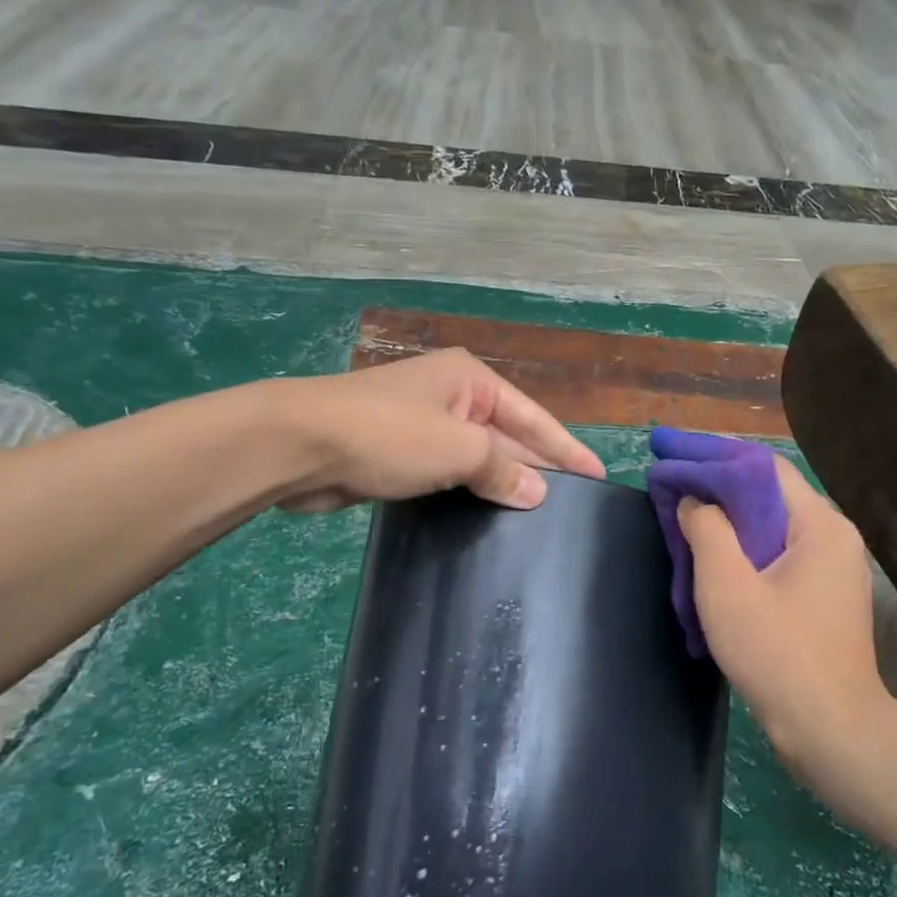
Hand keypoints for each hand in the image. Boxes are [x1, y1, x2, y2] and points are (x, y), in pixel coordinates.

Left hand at [269, 349, 605, 512]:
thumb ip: (502, 469)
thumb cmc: (387, 435)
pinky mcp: (398, 453)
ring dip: (501, 482)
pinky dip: (468, 491)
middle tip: (572, 503)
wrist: (298, 445)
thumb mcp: (457, 449)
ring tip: (537, 517)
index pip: (533, 417)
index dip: (567, 449)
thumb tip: (537, 492)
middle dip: (536, 466)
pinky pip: (448, 472)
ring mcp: (422, 423)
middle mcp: (450, 395)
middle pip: (507, 435)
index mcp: (471, 379)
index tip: (598, 476)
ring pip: (476, 457)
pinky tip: (487, 516)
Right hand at [677, 458, 883, 779]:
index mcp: (819, 525)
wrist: (831, 731)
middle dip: (715, 485)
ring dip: (726, 518)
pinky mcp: (822, 597)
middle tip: (669, 480)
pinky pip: (776, 555)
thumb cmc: (778, 652)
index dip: (713, 454)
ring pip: (769, 526)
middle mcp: (832, 537)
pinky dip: (741, 547)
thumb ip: (707, 529)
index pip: (762, 467)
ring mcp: (831, 569)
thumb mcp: (728, 585)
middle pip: (767, 494)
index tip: (670, 451)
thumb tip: (693, 499)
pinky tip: (710, 556)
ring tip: (681, 513)